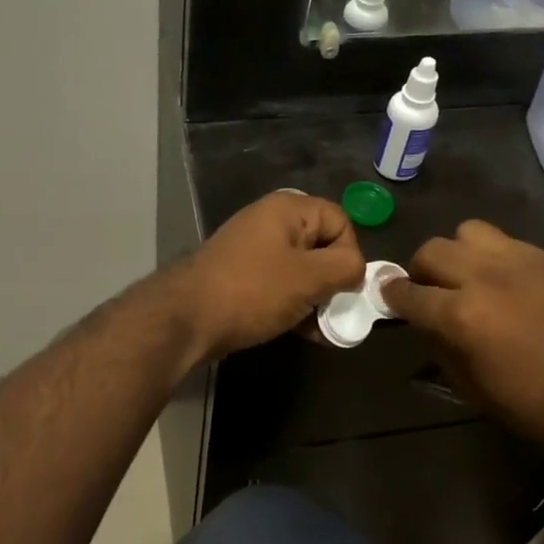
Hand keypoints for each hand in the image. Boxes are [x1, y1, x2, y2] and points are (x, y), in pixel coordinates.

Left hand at [171, 191, 364, 360]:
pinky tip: (303, 333)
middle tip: (335, 312)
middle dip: (334, 281)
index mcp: (288, 210)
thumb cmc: (253, 291)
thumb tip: (356, 270)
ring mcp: (254, 250)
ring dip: (316, 299)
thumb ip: (346, 267)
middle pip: (322, 246)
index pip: (340, 221)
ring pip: (302, 270)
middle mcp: (271, 222)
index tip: (344, 286)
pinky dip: (295, 306)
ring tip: (321, 330)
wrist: (187, 319)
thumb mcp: (309, 277)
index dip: (350, 253)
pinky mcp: (242, 277)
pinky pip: (281, 286)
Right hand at [380, 220, 543, 463]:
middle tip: (428, 292)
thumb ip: (439, 348)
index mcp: (461, 316)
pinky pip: (504, 241)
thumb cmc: (537, 408)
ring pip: (466, 232)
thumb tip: (423, 323)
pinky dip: (490, 256)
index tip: (390, 299)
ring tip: (466, 278)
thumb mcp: (472, 390)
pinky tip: (503, 282)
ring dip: (456, 254)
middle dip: (420, 271)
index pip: (408, 293)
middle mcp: (484, 277)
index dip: (392, 297)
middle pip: (432, 251)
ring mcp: (519, 261)